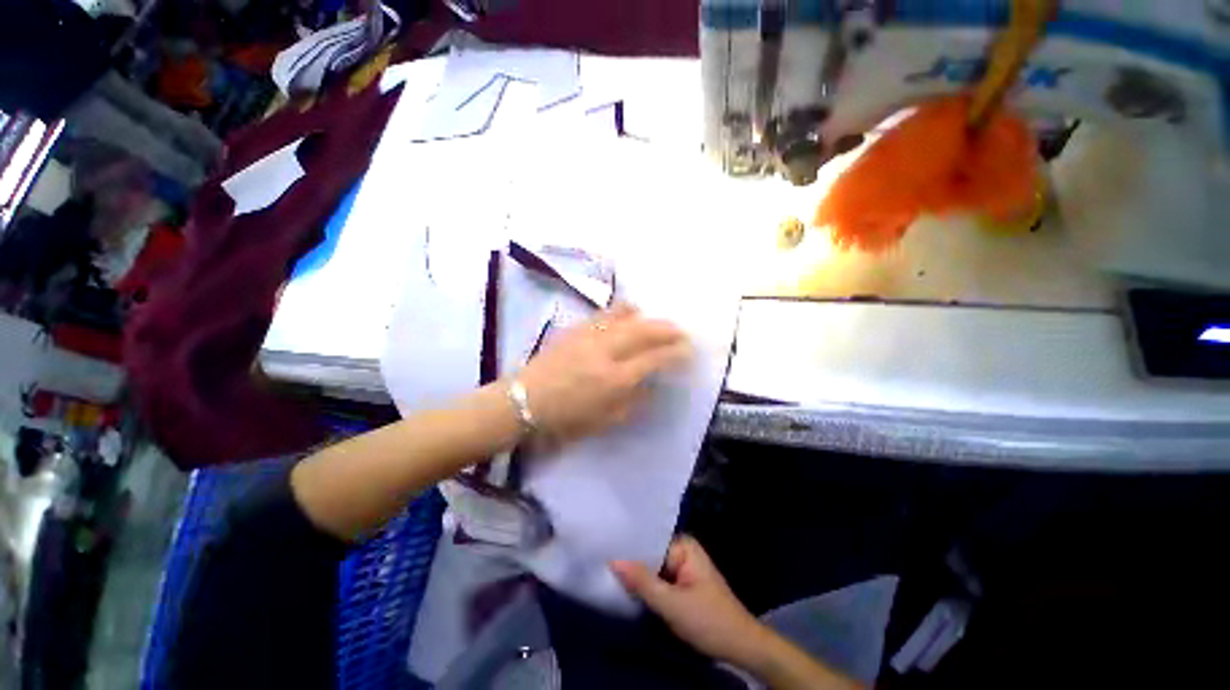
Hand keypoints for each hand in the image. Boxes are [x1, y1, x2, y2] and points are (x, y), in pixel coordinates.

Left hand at [516, 304, 689, 442]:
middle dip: (667, 330)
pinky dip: (623, 311)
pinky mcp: (576, 329)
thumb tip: (650, 383)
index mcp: (615, 379)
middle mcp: (606, 351)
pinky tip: (630, 312)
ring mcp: (590, 336)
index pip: (654, 358)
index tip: (688, 349)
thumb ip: (633, 401)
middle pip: (644, 331)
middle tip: (681, 331)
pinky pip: (605, 314)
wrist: (524, 402)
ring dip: (648, 318)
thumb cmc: (565, 420)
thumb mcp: (605, 421)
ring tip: (658, 322)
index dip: (675, 353)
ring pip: (626, 317)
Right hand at [611, 535, 768, 668]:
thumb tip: (613, 560)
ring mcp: (682, 569)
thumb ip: (642, 582)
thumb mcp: (672, 604)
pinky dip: (646, 587)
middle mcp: (682, 551)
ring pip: (653, 570)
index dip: (627, 547)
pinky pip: (658, 581)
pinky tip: (627, 590)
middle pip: (650, 554)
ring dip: (637, 577)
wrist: (741, 647)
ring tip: (608, 574)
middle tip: (602, 564)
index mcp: (683, 545)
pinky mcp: (682, 585)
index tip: (603, 550)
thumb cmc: (709, 620)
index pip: (648, 540)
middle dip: (630, 563)